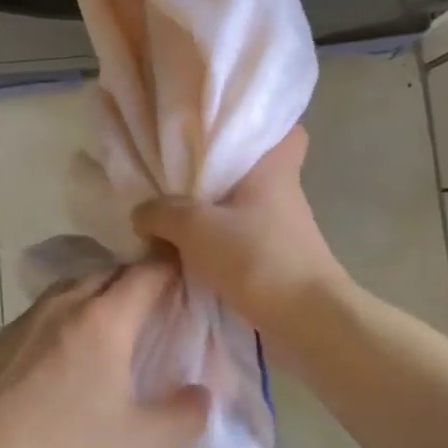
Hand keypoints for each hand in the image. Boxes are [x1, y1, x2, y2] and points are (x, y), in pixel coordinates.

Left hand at [0, 263, 210, 447]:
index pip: (148, 272)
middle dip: (138, 279)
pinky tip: (66, 349)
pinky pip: (46, 309)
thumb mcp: (143, 445)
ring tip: (114, 323)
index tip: (190, 272)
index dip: (173, 266)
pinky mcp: (1, 338)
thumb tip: (202, 392)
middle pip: (110, 272)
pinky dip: (68, 313)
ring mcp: (27, 318)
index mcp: (104, 318)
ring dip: (100, 293)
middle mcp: (65, 303)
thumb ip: (186, 415)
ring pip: (74, 286)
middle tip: (159, 304)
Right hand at [132, 127, 346, 338]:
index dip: (261, 126)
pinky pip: (242, 235)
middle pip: (255, 168)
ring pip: (245, 203)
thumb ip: (162, 213)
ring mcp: (283, 227)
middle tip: (182, 167)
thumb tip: (141, 213)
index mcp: (274, 169)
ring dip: (216, 208)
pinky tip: (189, 246)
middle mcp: (284, 191)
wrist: (306, 321)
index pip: (286, 131)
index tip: (226, 129)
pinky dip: (220, 239)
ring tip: (173, 208)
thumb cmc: (257, 257)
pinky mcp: (277, 257)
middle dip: (222, 169)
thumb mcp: (196, 228)